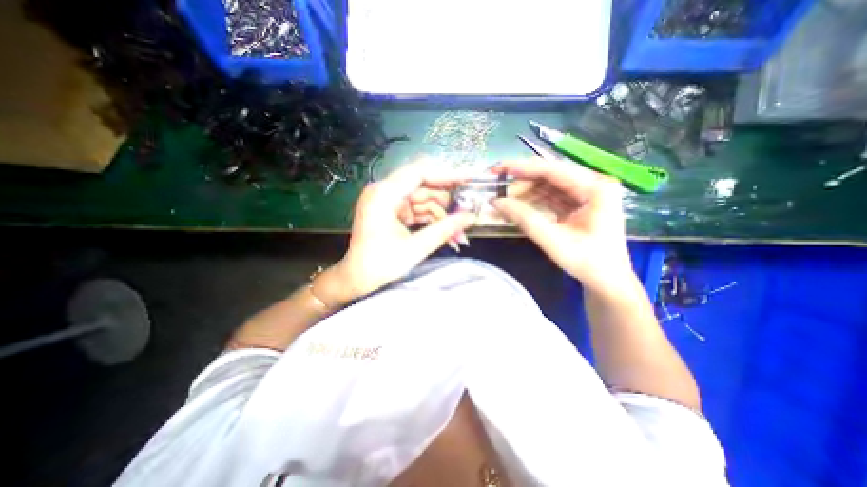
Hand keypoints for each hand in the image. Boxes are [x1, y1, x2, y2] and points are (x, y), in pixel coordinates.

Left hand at [319, 161, 473, 304]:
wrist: (358, 280)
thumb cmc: (380, 265)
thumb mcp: (416, 247)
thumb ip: (445, 229)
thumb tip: (471, 217)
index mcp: (383, 194)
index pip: (419, 172)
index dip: (447, 174)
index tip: (469, 179)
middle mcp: (384, 192)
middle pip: (424, 186)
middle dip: (447, 202)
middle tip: (468, 212)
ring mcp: (389, 201)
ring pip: (424, 200)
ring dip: (442, 216)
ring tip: (458, 234)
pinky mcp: (393, 212)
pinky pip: (418, 210)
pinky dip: (433, 221)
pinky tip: (447, 234)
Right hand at [491, 159, 635, 290]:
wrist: (607, 280)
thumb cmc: (587, 262)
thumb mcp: (553, 241)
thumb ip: (524, 218)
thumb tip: (497, 202)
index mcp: (596, 188)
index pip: (554, 170)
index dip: (523, 168)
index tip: (498, 169)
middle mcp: (593, 184)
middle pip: (550, 175)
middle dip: (522, 182)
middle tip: (498, 189)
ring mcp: (586, 193)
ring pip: (548, 186)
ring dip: (525, 192)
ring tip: (504, 200)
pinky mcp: (578, 204)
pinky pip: (551, 196)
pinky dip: (533, 201)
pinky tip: (517, 205)